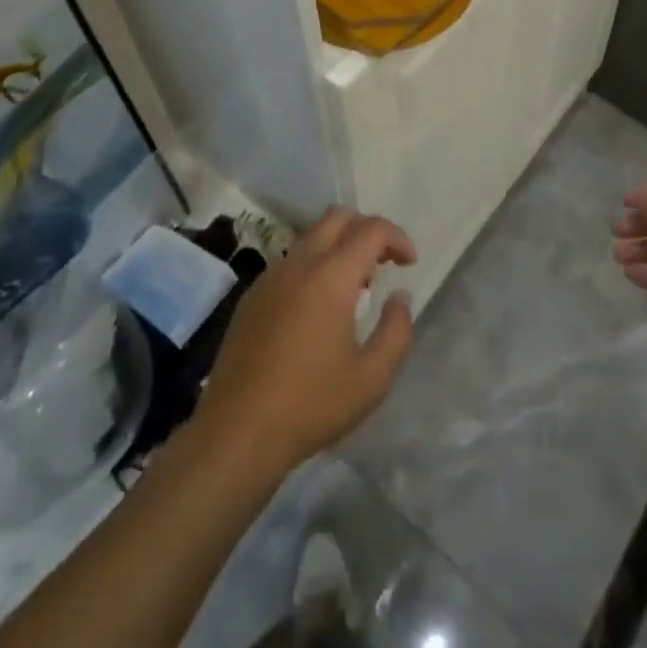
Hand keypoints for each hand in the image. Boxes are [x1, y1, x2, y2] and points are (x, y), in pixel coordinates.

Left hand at [192, 206, 416, 474]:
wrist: (237, 431)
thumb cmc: (311, 405)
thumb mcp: (371, 379)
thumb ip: (396, 331)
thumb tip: (400, 298)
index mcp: (331, 276)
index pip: (371, 230)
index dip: (397, 238)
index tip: (409, 264)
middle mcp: (299, 263)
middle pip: (337, 217)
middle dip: (367, 229)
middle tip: (384, 263)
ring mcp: (271, 276)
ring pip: (311, 237)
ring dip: (339, 247)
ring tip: (355, 288)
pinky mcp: (253, 295)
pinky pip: (290, 261)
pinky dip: (314, 265)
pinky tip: (318, 308)